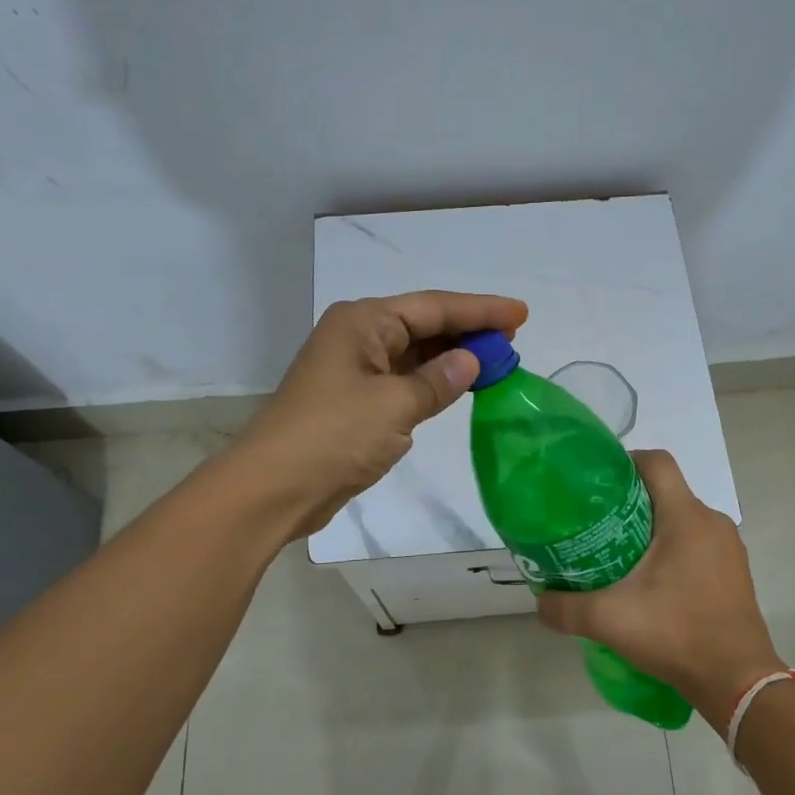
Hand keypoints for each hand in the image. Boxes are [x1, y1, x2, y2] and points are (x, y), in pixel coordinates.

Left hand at [236, 289, 527, 538]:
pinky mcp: (356, 403)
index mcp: (363, 322)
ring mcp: (356, 371)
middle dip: (468, 331)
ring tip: (497, 360)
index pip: (433, 307)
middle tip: (514, 339)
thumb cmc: (334, 435)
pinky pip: (405, 382)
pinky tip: (461, 386)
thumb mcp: (395, 405)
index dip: (480, 310)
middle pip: (424, 325)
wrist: (274, 488)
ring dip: (453, 358)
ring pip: (416, 355)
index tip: (520, 314)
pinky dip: (434, 384)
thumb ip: (438, 381)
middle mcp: (359, 337)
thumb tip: (471, 360)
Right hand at [536, 450, 784, 727]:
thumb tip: (539, 602)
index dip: (624, 461)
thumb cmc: (677, 634)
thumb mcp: (610, 620)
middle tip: (595, 523)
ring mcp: (728, 548)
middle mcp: (712, 522)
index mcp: (686, 517)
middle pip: (666, 491)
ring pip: (682, 520)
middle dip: (629, 501)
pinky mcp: (734, 572)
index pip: (656, 463)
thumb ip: (566, 608)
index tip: (595, 482)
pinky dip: (672, 550)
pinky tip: (650, 583)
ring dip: (650, 528)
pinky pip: (697, 544)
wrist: (738, 682)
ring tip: (617, 553)